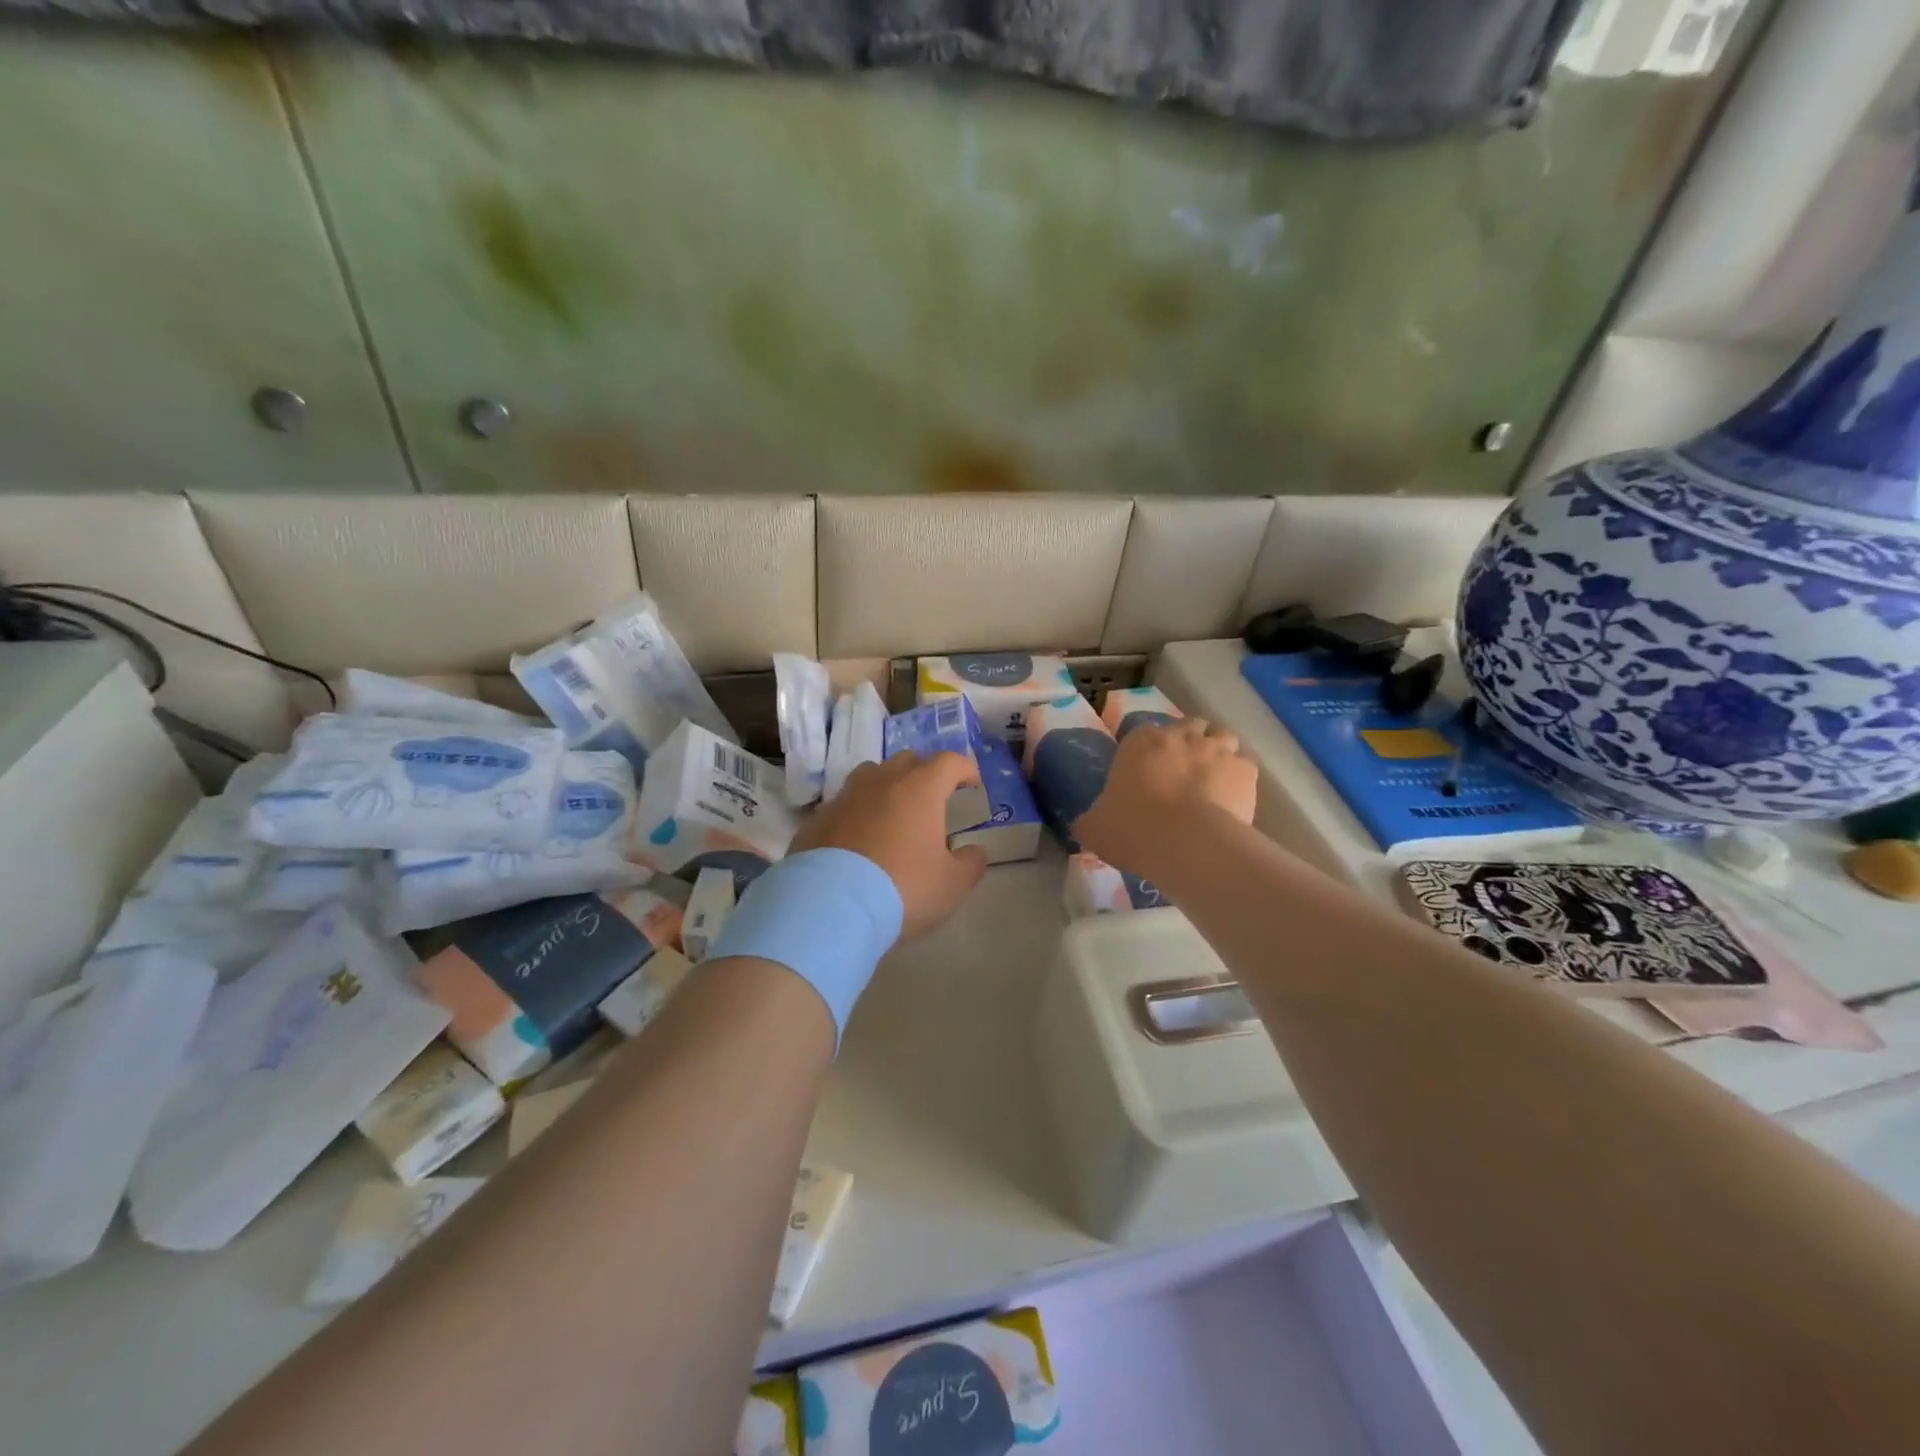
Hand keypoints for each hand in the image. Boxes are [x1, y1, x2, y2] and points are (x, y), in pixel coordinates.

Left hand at [794, 752, 988, 938]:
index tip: (971, 783)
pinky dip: (856, 813)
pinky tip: (858, 838)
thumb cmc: (903, 888)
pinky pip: (843, 804)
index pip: (948, 762)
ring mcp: (845, 797)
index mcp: (920, 789)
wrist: (831, 906)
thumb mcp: (952, 885)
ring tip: (892, 811)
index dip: (964, 769)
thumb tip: (975, 852)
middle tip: (932, 797)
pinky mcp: (817, 819)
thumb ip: (970, 864)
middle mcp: (881, 782)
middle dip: (923, 772)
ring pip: (870, 775)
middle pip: (906, 761)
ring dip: (886, 786)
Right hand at [1074, 718, 1256, 878]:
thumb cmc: (1132, 829)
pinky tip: (1231, 799)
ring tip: (1211, 780)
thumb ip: (1090, 821)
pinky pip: (1243, 765)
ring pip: (1221, 736)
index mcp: (1139, 742)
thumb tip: (1086, 825)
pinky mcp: (1245, 770)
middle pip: (1188, 726)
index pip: (1144, 732)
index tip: (1147, 771)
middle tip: (1181, 773)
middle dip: (1187, 743)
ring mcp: (1216, 749)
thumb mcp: (1094, 828)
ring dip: (1217, 752)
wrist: (1186, 844)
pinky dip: (1238, 777)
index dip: (1148, 750)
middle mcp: (1180, 735)